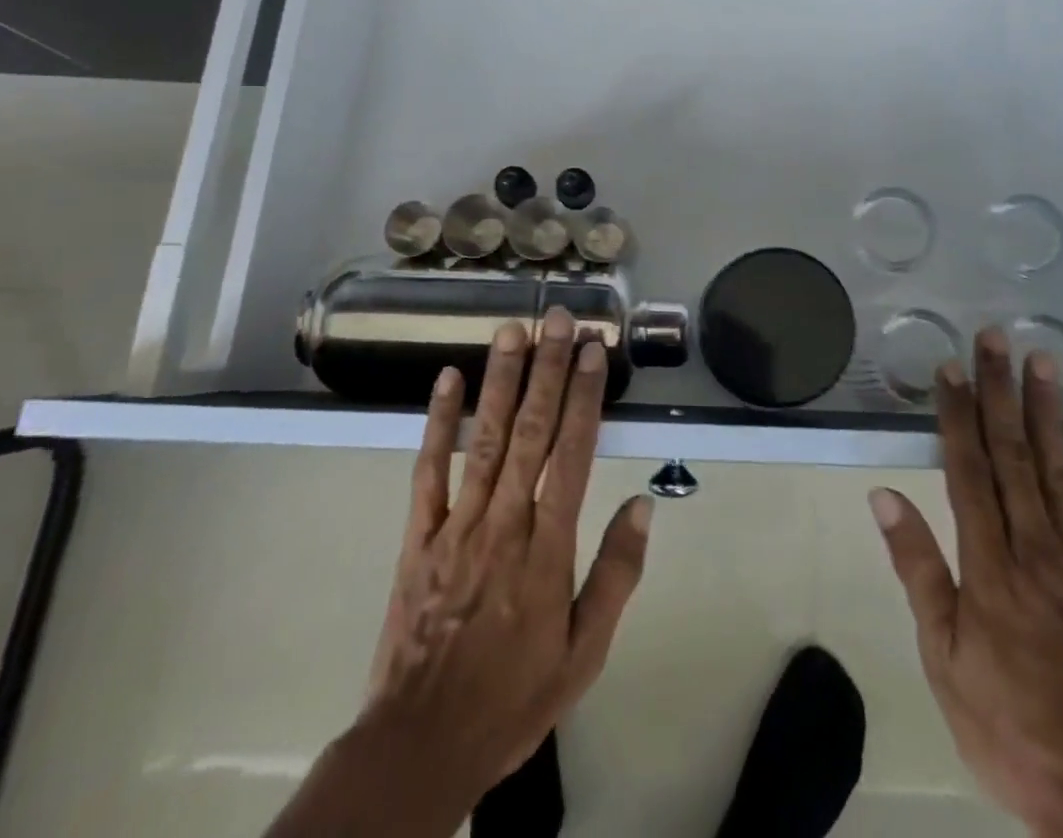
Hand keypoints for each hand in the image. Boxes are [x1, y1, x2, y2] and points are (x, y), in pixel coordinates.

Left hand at [268, 308, 651, 837]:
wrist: (421, 745)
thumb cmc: (514, 695)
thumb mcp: (584, 652)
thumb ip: (616, 575)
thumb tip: (643, 505)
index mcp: (548, 548)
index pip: (574, 453)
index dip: (586, 396)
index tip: (593, 351)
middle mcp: (505, 522)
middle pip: (532, 431)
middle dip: (548, 369)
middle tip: (558, 319)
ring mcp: (457, 524)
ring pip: (485, 438)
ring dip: (501, 380)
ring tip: (512, 330)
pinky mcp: (419, 536)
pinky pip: (429, 471)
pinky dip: (438, 423)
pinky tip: (448, 381)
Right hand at [870, 328, 1062, 836]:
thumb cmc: (1003, 720)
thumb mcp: (941, 655)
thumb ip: (918, 568)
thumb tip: (883, 495)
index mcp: (990, 566)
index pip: (967, 470)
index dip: (956, 414)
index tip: (949, 367)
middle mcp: (1036, 548)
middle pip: (1014, 454)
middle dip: (1000, 391)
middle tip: (995, 338)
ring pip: (1059, 468)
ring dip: (1048, 409)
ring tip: (1043, 360)